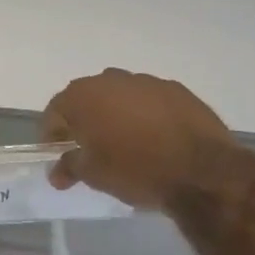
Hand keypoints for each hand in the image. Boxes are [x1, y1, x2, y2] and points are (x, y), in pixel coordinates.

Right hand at [41, 68, 235, 208]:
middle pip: (87, 99)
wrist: (202, 171)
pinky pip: (149, 101)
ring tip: (124, 144)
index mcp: (83, 96)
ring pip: (120, 96)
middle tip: (88, 148)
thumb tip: (57, 172)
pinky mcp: (178, 90)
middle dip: (83, 121)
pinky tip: (154, 139)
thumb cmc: (135, 170)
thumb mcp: (94, 175)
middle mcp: (111, 80)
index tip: (57, 155)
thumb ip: (70, 167)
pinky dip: (145, 115)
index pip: (55, 112)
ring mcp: (147, 82)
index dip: (52, 134)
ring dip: (115, 115)